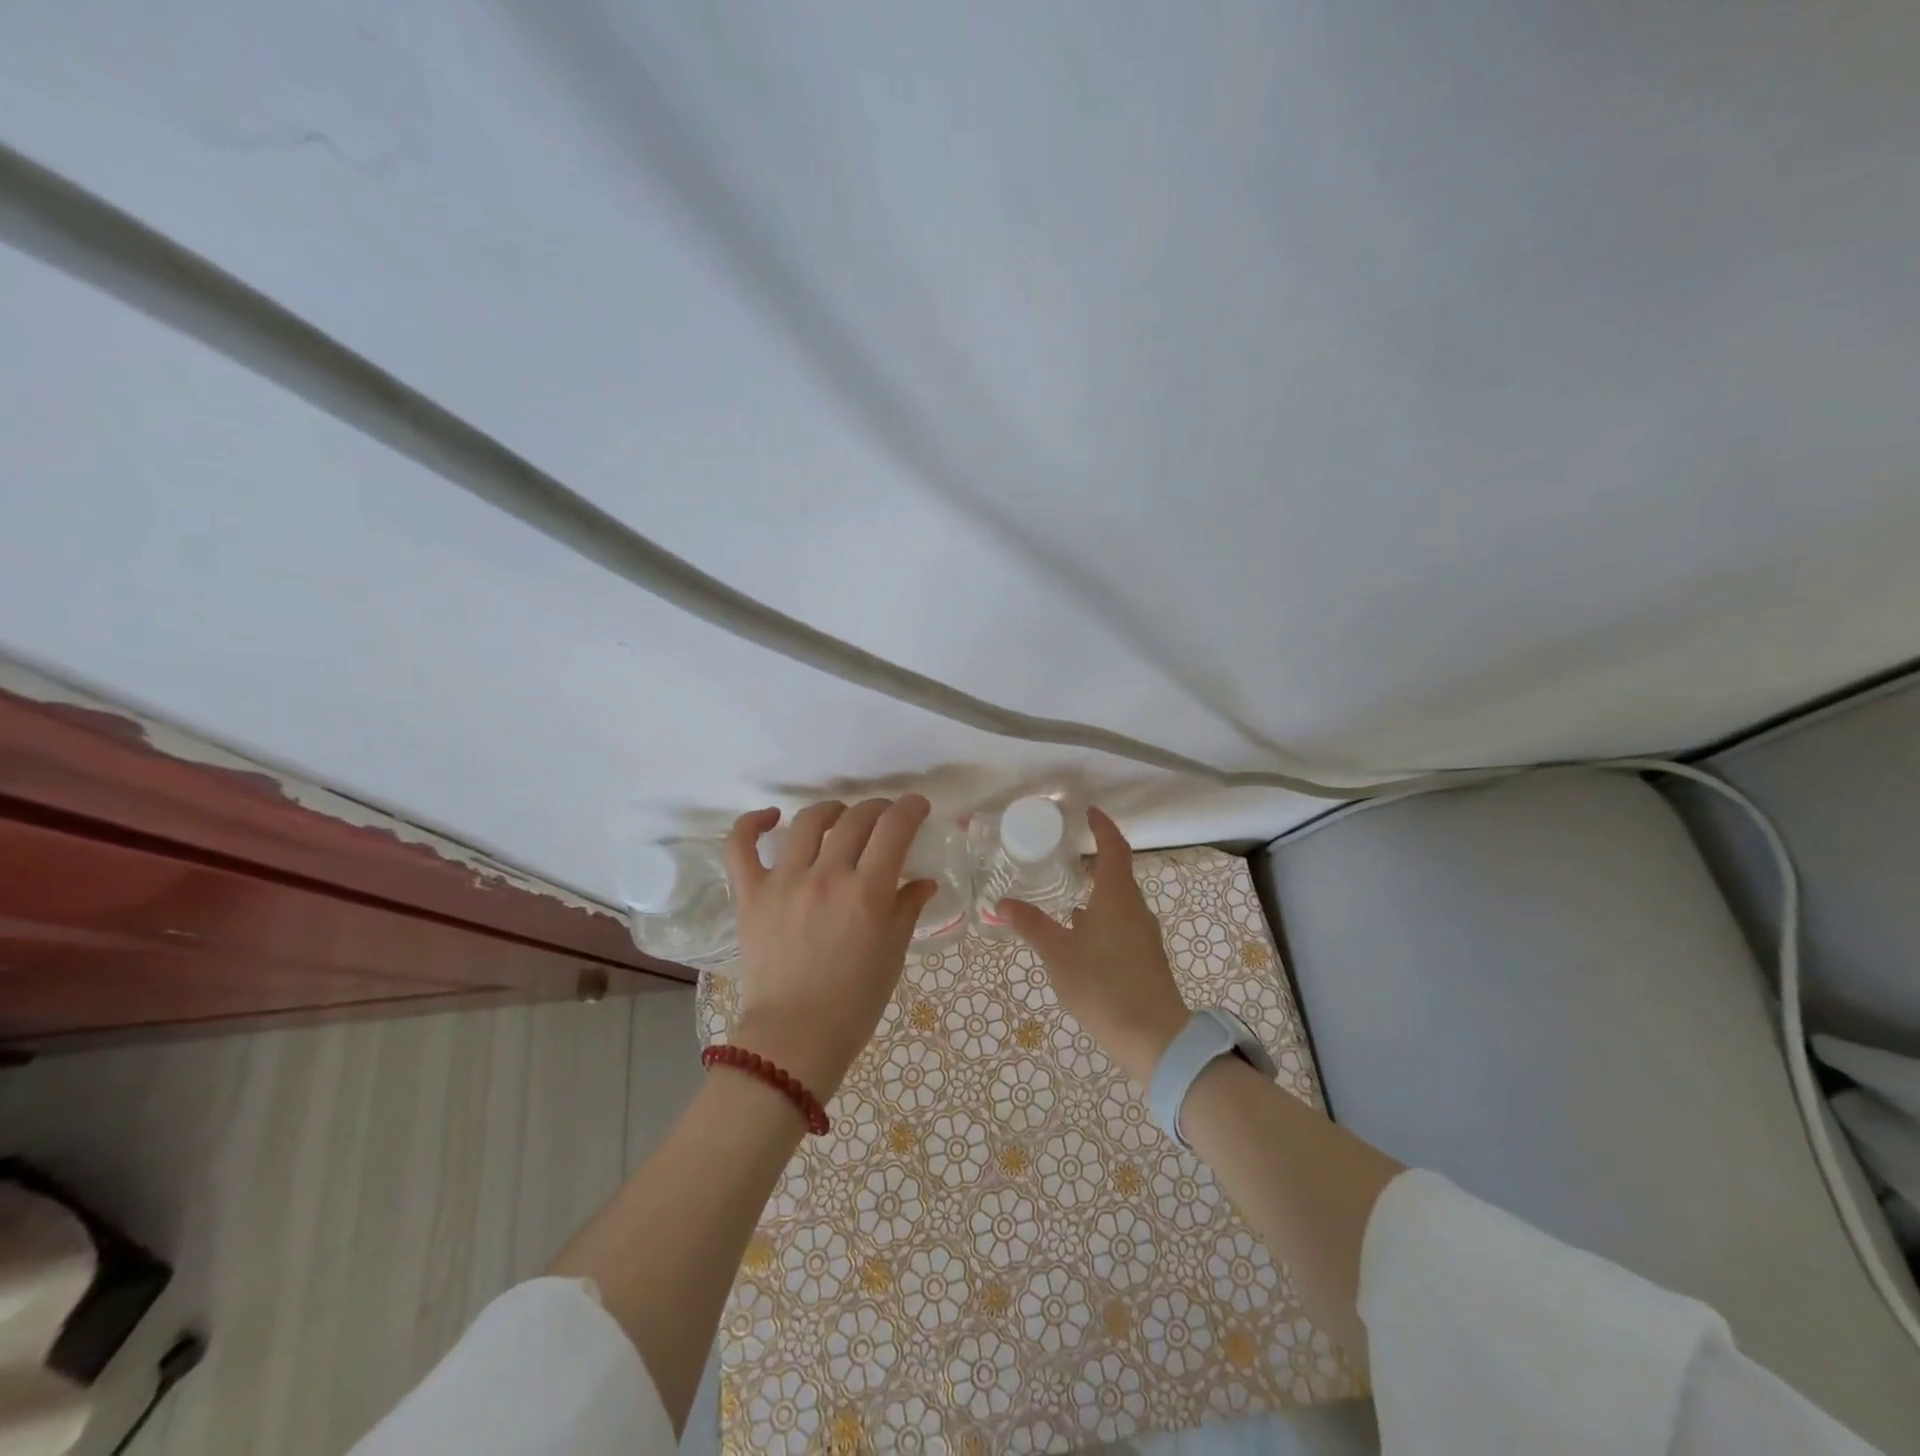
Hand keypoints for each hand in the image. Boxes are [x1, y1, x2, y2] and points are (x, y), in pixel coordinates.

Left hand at [722, 796, 937, 1098]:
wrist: (794, 1038)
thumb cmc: (854, 1003)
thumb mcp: (892, 954)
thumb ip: (907, 909)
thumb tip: (923, 881)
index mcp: (867, 892)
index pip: (894, 828)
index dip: (910, 808)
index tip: (917, 807)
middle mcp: (827, 875)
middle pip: (856, 819)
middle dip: (878, 809)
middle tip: (885, 818)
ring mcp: (784, 882)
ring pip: (808, 822)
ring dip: (831, 810)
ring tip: (839, 816)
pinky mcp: (751, 895)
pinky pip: (741, 847)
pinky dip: (752, 824)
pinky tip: (770, 817)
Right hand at [998, 807, 1190, 1084]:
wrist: (1154, 1038)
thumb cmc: (1103, 986)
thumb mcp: (1058, 954)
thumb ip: (1031, 925)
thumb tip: (1001, 903)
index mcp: (1117, 896)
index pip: (1115, 848)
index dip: (1103, 826)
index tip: (1089, 812)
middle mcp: (1135, 908)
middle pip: (1118, 872)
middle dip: (1094, 860)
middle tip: (1064, 854)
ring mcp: (1144, 933)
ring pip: (1119, 899)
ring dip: (1097, 890)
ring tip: (1066, 893)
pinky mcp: (1145, 956)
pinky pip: (1122, 921)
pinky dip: (1102, 915)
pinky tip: (1080, 934)